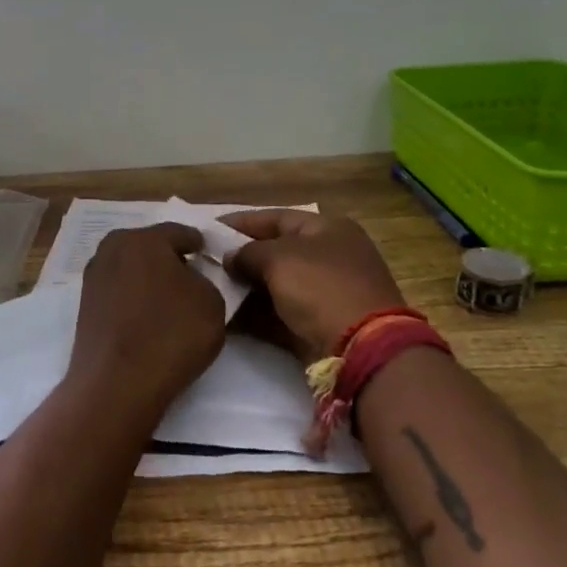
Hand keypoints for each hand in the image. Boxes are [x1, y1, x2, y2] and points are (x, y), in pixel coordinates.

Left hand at [66, 223, 225, 420]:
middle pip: (151, 247)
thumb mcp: (212, 302)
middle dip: (171, 259)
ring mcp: (94, 276)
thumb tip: (189, 278)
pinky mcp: (85, 304)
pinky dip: (134, 298)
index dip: (199, 244)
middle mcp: (113, 247)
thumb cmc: (170, 335)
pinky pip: (119, 291)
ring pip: (132, 268)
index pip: (180, 232)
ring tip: (170, 301)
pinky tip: (148, 317)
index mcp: (144, 238)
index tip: (211, 257)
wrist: (116, 384)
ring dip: (149, 279)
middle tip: (192, 278)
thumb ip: (205, 280)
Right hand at [220, 209, 405, 367]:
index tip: (209, 229)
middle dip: (240, 258)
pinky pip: (279, 314)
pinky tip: (225, 318)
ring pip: (275, 285)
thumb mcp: (279, 258)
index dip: (241, 222)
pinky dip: (255, 316)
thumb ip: (248, 253)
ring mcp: (325, 294)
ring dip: (244, 289)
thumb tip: (231, 258)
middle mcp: (329, 257)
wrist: (362, 349)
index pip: (276, 217)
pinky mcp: (318, 326)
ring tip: (209, 290)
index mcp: (327, 229)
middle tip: (204, 263)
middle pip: (275, 252)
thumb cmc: (321, 287)